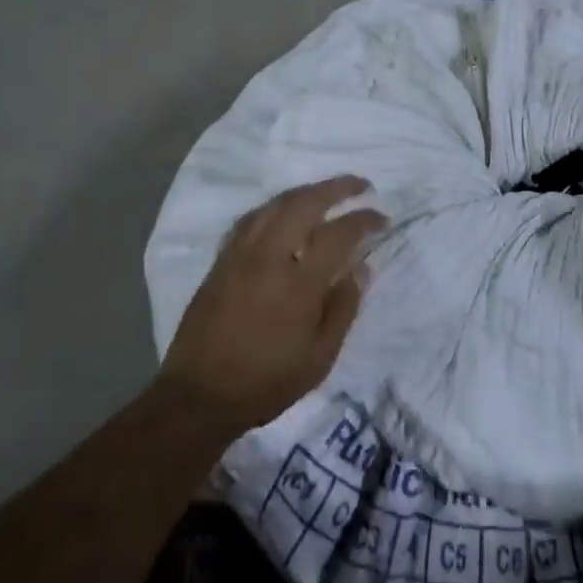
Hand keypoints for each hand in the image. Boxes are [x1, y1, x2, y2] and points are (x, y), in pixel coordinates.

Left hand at [161, 176, 387, 436]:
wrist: (199, 396)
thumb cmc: (267, 381)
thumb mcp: (320, 357)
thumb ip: (344, 307)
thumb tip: (362, 268)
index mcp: (299, 282)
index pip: (339, 233)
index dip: (365, 219)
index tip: (382, 218)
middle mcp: (269, 257)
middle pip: (304, 202)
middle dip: (337, 187)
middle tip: (361, 185)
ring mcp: (240, 255)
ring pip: (274, 204)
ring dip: (305, 192)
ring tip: (326, 193)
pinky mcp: (220, 261)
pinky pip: (251, 219)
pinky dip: (275, 207)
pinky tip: (283, 213)